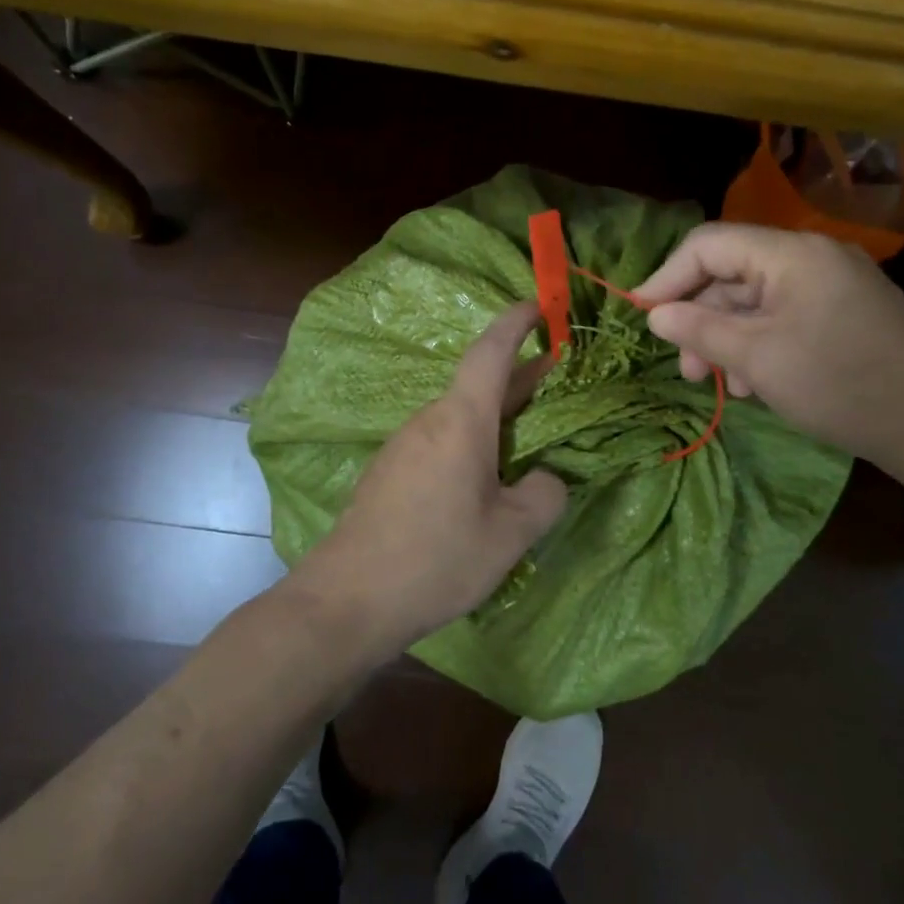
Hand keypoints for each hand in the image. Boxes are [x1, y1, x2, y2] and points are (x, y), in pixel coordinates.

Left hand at [294, 301, 568, 660]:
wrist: (348, 599)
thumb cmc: (436, 558)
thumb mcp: (510, 533)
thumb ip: (543, 496)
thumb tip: (544, 479)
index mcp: (460, 420)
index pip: (490, 352)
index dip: (515, 323)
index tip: (537, 304)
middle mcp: (429, 421)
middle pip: (479, 385)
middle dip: (519, 377)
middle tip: (555, 375)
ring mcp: (404, 446)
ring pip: (460, 417)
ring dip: (496, 415)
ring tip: (528, 435)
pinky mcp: (390, 473)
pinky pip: (441, 442)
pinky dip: (473, 442)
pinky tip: (485, 479)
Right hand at [634, 222, 903, 462]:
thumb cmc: (838, 383)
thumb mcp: (757, 357)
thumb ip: (700, 329)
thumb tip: (654, 314)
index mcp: (791, 253)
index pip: (709, 244)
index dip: (668, 276)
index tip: (642, 315)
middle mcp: (812, 257)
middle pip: (733, 273)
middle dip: (700, 318)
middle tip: (685, 368)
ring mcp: (833, 285)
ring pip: (758, 300)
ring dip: (728, 338)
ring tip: (719, 384)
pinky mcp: (846, 313)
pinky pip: (786, 316)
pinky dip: (760, 344)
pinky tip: (755, 384)